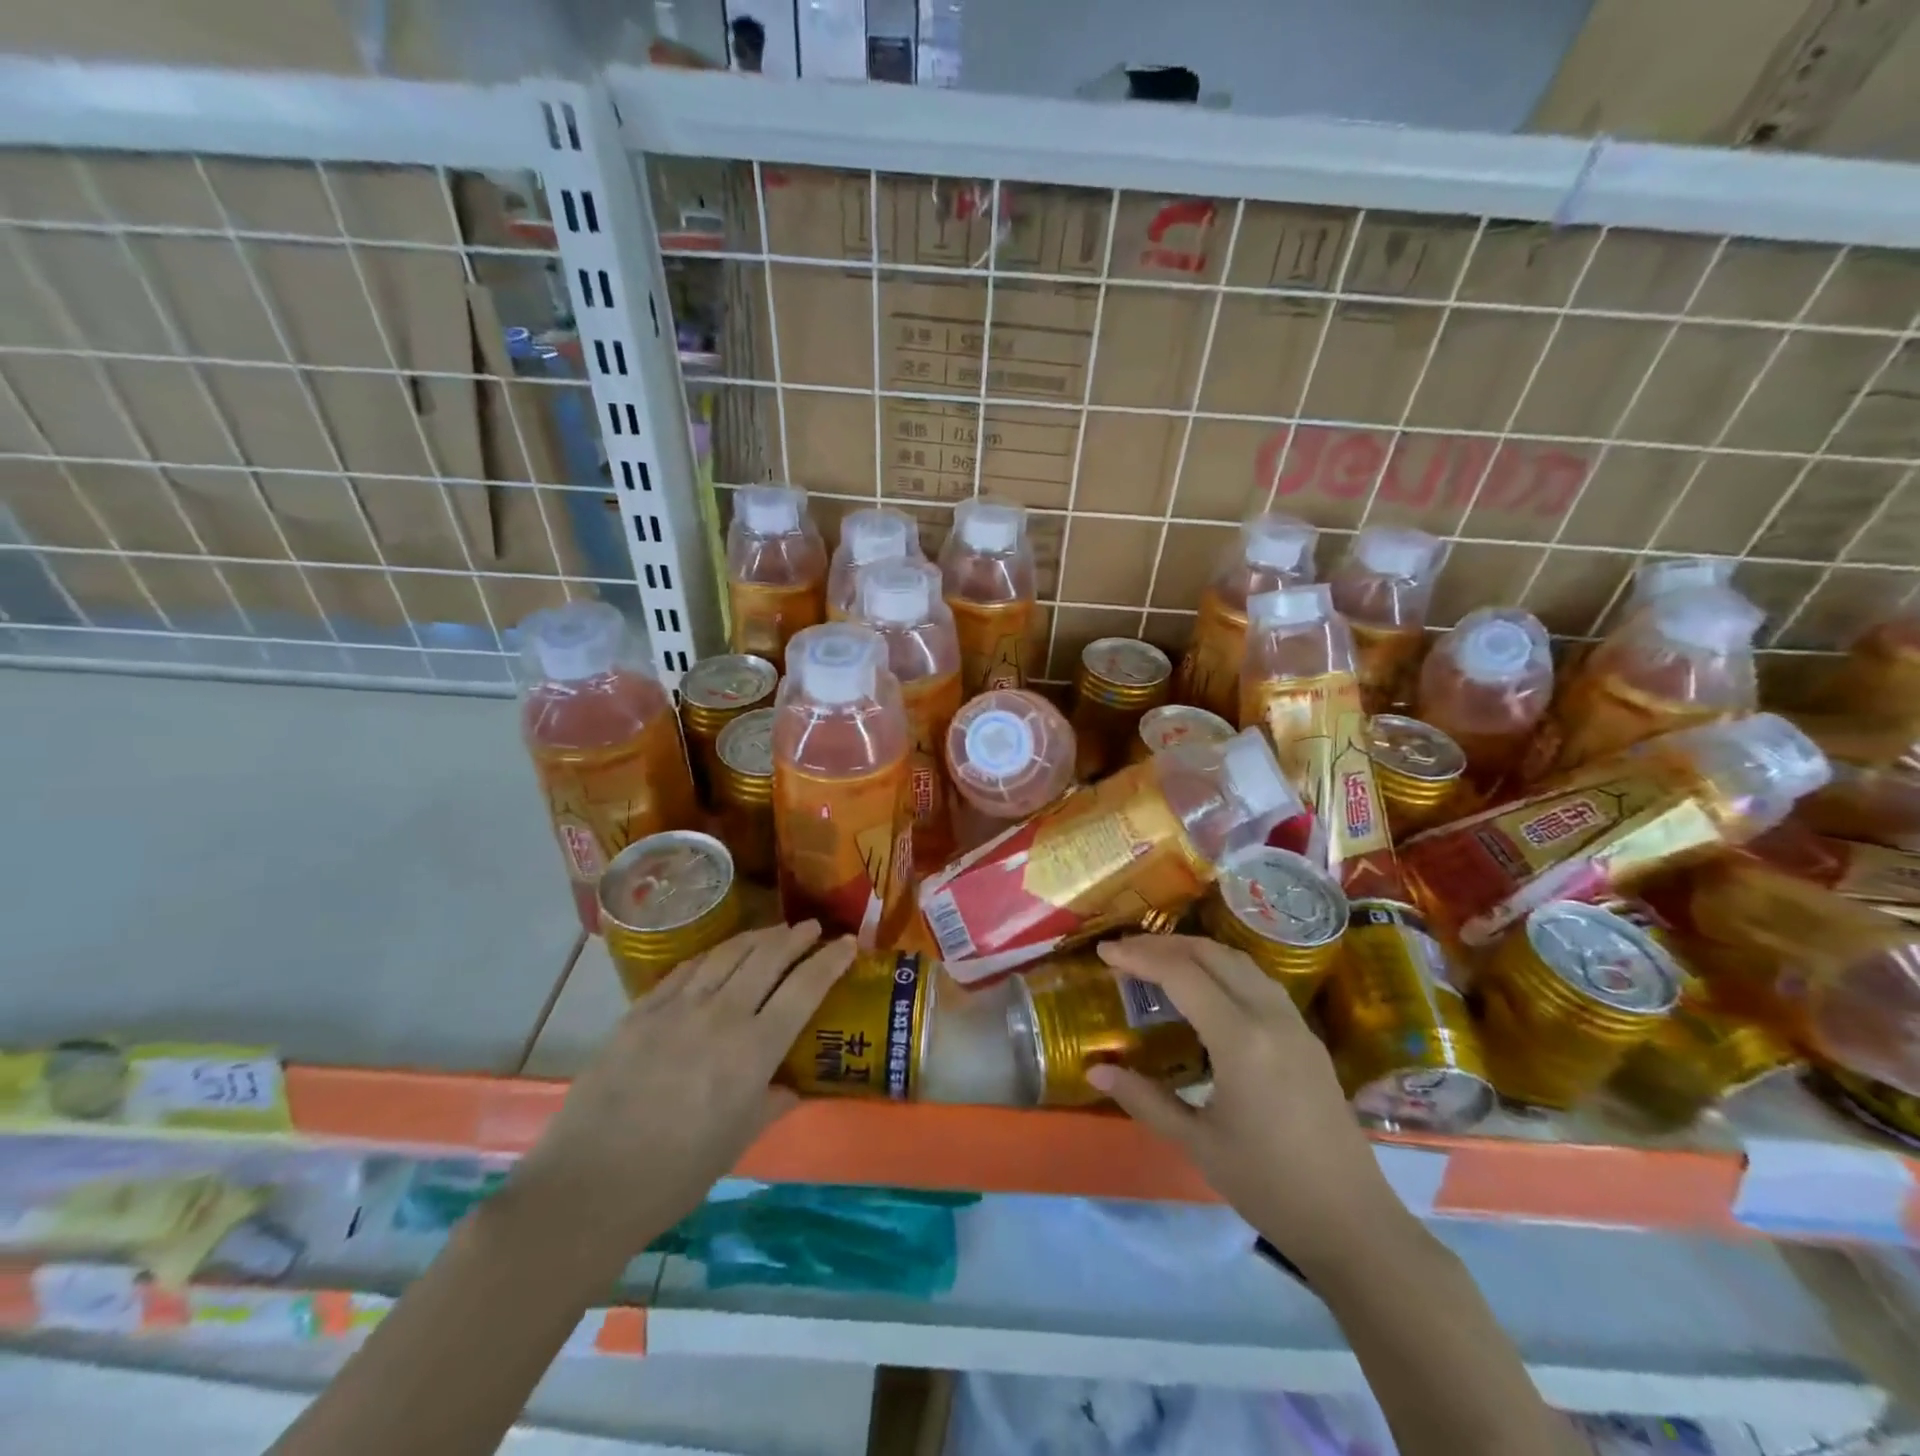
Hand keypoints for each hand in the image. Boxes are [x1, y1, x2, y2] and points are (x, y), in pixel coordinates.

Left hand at [507, 922, 854, 1266]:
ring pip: (728, 953)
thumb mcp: (740, 1139)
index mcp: (754, 1050)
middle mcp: (721, 1015)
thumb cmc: (676, 1174)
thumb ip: (774, 1100)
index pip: (805, 988)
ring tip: (774, 931)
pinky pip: (687, 968)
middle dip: (796, 937)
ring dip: (757, 936)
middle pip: (768, 957)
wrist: (589, 1185)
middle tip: (811, 928)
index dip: (831, 960)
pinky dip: (713, 954)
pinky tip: (721, 954)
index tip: (848, 943)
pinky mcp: (642, 1010)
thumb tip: (793, 1083)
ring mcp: (678, 1007)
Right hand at [1091, 935, 1407, 1273]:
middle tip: (1126, 951)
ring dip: (1196, 951)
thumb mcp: (1198, 1143)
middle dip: (1164, 945)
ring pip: (1240, 961)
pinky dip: (1223, 967)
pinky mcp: (1307, 1037)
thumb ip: (1146, 1099)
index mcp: (1241, 1040)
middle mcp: (1270, 1018)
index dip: (1140, 957)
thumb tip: (1096, 1072)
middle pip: (1212, 955)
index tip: (1105, 952)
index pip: (1182, 975)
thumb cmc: (1269, 1186)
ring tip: (1160, 959)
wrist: (1352, 1223)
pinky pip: (1259, 980)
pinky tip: (1207, 986)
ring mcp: (1294, 1024)